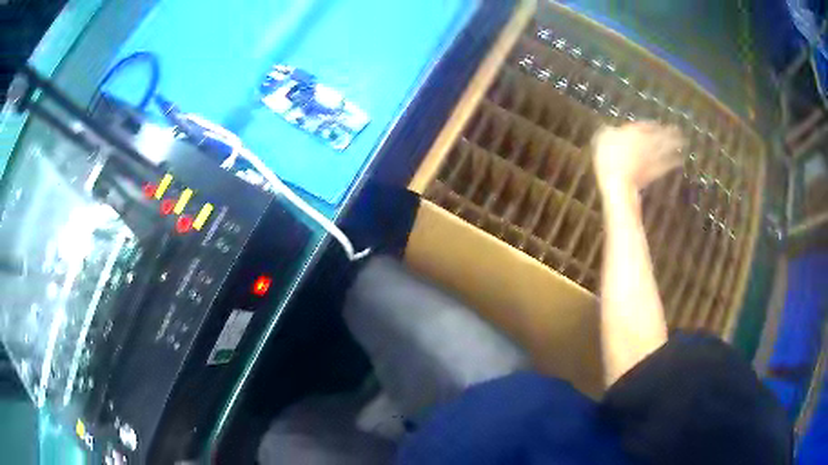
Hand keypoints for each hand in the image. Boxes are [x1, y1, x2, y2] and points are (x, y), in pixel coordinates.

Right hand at [591, 122, 683, 194]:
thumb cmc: (607, 159)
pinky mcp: (654, 172)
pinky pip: (667, 164)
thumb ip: (609, 131)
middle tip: (679, 130)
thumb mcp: (602, 138)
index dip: (653, 124)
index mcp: (634, 132)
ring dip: (675, 145)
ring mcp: (652, 157)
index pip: (646, 125)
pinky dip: (674, 161)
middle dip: (670, 132)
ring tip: (683, 142)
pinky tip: (679, 160)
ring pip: (666, 148)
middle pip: (661, 135)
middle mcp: (646, 142)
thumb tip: (611, 128)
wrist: (619, 183)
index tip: (658, 123)